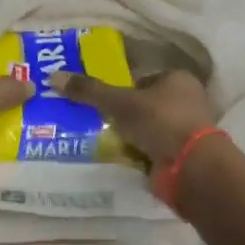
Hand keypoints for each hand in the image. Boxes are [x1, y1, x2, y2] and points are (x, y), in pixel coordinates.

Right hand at [49, 68, 213, 164]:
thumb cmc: (160, 122)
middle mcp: (186, 102)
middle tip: (94, 120)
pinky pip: (151, 150)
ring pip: (147, 129)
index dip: (121, 87)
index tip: (99, 99)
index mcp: (178, 80)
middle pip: (145, 104)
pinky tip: (117, 158)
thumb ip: (89, 90)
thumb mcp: (120, 102)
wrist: (190, 168)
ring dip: (129, 135)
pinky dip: (137, 154)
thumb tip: (54, 76)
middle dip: (122, 114)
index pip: (143, 78)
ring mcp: (185, 131)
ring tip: (99, 140)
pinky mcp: (181, 156)